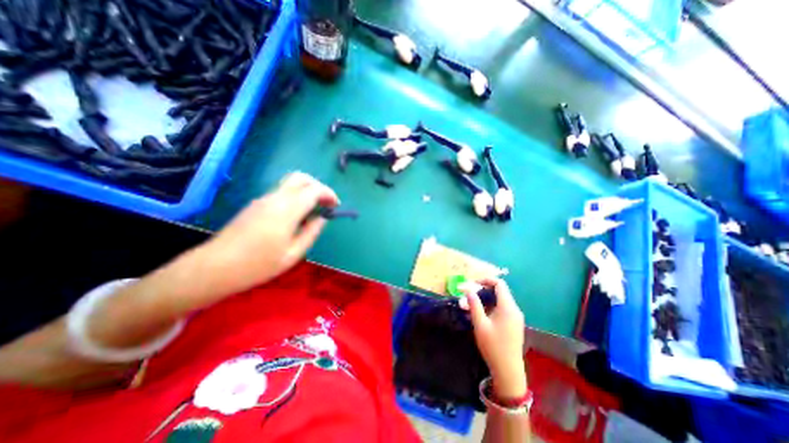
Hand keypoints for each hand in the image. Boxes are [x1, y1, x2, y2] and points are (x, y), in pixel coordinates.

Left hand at [195, 171, 336, 299]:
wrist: (215, 267)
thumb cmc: (258, 264)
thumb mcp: (293, 254)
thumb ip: (311, 232)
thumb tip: (322, 218)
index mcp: (287, 210)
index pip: (313, 190)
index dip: (329, 194)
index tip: (336, 206)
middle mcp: (275, 198)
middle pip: (300, 178)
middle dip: (318, 186)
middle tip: (325, 202)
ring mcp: (263, 199)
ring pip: (290, 184)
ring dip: (306, 191)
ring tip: (313, 210)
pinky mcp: (256, 204)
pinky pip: (281, 193)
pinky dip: (295, 197)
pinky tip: (296, 215)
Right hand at [460, 277, 525, 397]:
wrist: (508, 371)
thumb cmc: (493, 346)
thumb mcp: (480, 324)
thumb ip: (474, 304)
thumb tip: (468, 289)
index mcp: (508, 307)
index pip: (499, 284)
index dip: (486, 280)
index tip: (472, 284)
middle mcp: (514, 309)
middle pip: (499, 291)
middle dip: (483, 290)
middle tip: (468, 295)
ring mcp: (515, 317)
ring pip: (500, 300)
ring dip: (485, 299)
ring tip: (471, 305)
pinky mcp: (514, 324)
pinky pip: (502, 309)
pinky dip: (490, 307)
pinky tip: (480, 315)